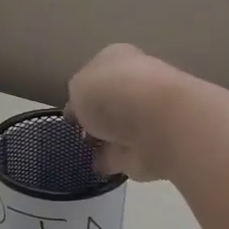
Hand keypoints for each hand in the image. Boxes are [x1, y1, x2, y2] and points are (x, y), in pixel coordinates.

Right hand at [66, 44, 193, 181]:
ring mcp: (147, 120)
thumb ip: (77, 98)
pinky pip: (123, 155)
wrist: (157, 124)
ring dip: (105, 139)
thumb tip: (82, 112)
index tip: (71, 108)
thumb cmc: (112, 93)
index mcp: (120, 60)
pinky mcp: (151, 151)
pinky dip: (111, 161)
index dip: (84, 89)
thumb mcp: (78, 86)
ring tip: (83, 151)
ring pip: (119, 129)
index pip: (99, 72)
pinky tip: (96, 168)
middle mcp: (137, 86)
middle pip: (112, 101)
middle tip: (78, 130)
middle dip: (97, 115)